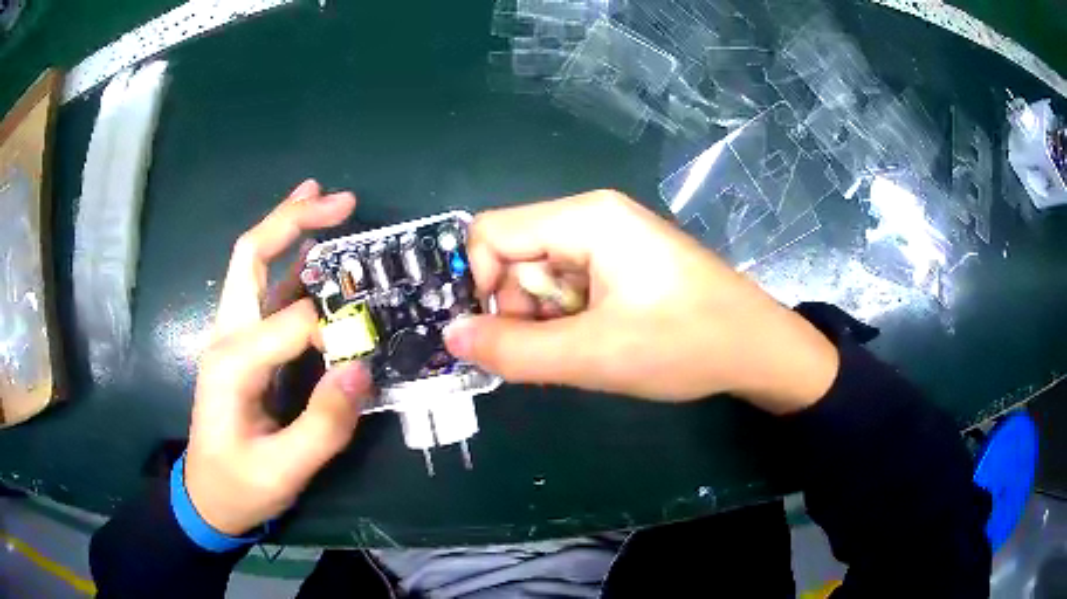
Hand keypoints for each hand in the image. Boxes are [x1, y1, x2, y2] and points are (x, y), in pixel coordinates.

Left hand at [185, 180, 370, 535]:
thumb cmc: (240, 485)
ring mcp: (232, 335)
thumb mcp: (284, 470)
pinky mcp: (242, 344)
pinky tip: (312, 249)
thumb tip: (360, 368)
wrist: (207, 497)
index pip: (292, 322)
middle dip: (292, 220)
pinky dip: (289, 261)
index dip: (335, 330)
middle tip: (339, 200)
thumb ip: (323, 425)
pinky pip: (265, 290)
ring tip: (324, 200)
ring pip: (254, 263)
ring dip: (287, 227)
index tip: (366, 353)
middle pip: (251, 256)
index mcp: (231, 361)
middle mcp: (226, 333)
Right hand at [444, 190, 838, 413]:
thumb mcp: (593, 355)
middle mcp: (593, 216)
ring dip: (547, 317)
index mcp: (585, 218)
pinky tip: (603, 340)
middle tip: (557, 348)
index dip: (479, 283)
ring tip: (588, 347)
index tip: (499, 333)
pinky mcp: (624, 262)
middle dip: (519, 306)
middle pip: (515, 254)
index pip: (491, 233)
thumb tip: (452, 336)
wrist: (757, 348)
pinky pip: (570, 283)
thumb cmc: (684, 344)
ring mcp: (611, 239)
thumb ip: (514, 350)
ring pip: (541, 274)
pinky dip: (570, 316)